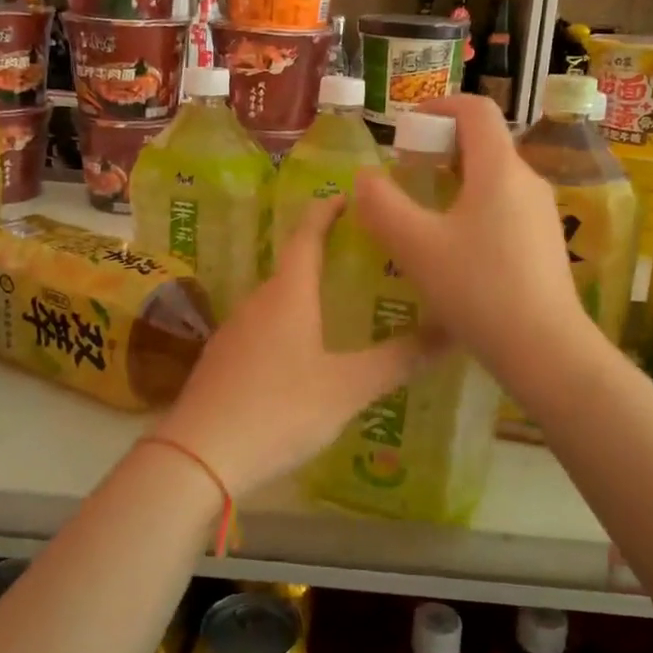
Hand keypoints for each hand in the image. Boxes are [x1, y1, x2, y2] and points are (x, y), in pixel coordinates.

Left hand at [155, 195, 438, 500]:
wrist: (199, 456)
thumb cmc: (279, 410)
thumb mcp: (348, 388)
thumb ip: (399, 360)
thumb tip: (453, 330)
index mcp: (288, 295)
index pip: (307, 235)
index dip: (327, 212)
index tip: (347, 196)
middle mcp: (257, 303)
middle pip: (292, 268)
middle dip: (323, 257)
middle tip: (360, 260)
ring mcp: (234, 332)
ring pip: (276, 302)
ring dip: (304, 296)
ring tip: (337, 307)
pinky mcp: (221, 361)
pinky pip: (261, 330)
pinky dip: (286, 327)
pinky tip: (301, 356)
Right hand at [352, 95, 588, 384]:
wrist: (546, 350)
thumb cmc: (478, 289)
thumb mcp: (415, 246)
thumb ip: (382, 205)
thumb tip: (366, 178)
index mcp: (499, 168)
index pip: (475, 109)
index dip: (438, 106)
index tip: (406, 130)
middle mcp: (527, 180)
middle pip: (483, 142)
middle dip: (439, 148)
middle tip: (406, 176)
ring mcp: (542, 213)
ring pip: (493, 178)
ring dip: (455, 181)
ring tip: (423, 215)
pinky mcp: (545, 243)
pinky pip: (505, 207)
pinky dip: (474, 208)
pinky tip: (454, 250)